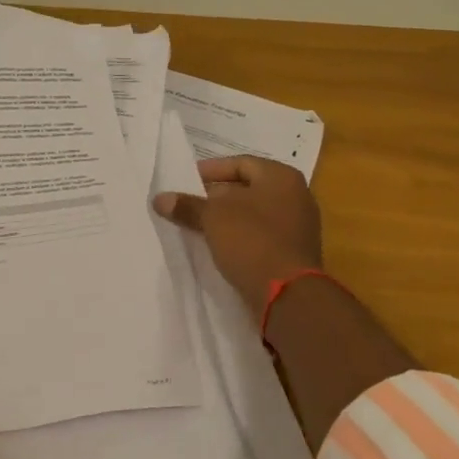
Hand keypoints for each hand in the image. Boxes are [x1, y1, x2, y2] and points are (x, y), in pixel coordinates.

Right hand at [153, 155, 321, 313]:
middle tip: (188, 204)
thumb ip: (187, 205)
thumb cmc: (252, 240)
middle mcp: (296, 196)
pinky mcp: (294, 252)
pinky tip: (217, 246)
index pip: (240, 163)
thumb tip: (160, 199)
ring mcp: (298, 226)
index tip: (185, 181)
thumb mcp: (212, 218)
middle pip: (247, 188)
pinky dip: (239, 237)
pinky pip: (260, 236)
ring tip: (197, 226)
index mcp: (281, 177)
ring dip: (226, 219)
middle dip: (216, 196)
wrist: (288, 295)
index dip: (210, 170)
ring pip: (253, 214)